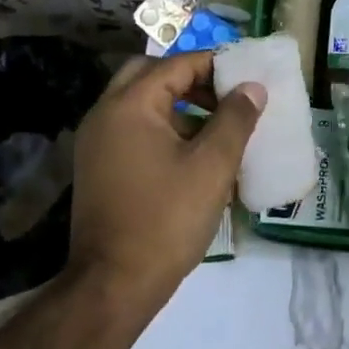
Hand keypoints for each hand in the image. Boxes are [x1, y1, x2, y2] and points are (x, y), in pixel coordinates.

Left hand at [69, 51, 265, 288]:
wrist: (114, 283)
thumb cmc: (167, 219)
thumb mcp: (212, 166)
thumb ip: (235, 120)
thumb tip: (252, 88)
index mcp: (129, 106)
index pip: (175, 65)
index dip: (214, 65)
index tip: (246, 77)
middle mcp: (105, 115)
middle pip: (149, 76)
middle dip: (190, 80)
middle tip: (224, 97)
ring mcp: (96, 143)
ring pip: (139, 105)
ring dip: (177, 106)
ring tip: (217, 128)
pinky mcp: (98, 168)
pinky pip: (132, 131)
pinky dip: (162, 130)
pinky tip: (193, 157)